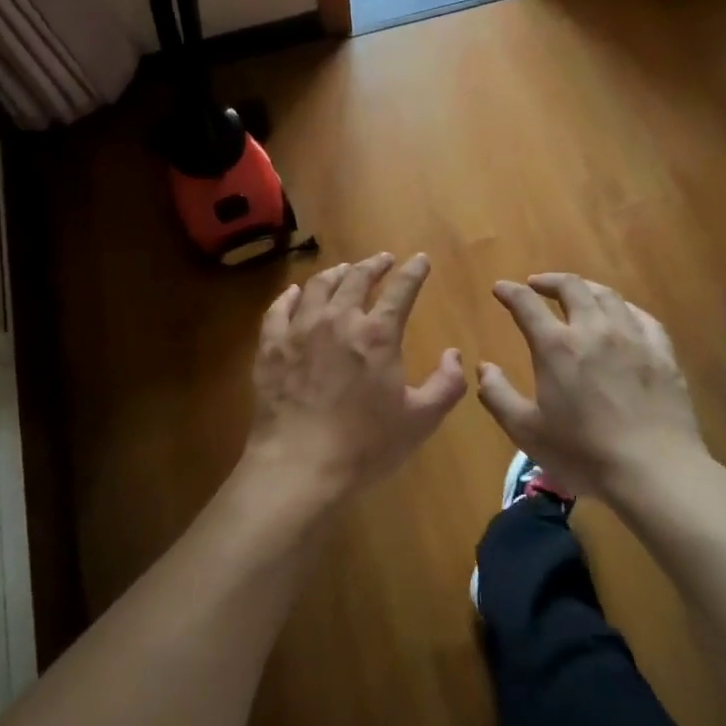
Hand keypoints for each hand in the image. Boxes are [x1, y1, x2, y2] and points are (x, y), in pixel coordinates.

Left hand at [247, 253, 465, 503]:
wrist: (299, 465)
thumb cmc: (365, 445)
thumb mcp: (420, 420)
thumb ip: (446, 384)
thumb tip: (454, 354)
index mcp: (377, 334)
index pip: (401, 290)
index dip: (413, 271)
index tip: (420, 259)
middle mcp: (338, 320)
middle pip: (357, 278)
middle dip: (374, 264)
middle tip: (383, 259)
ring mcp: (300, 329)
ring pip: (319, 286)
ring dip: (336, 273)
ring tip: (345, 270)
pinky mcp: (271, 346)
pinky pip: (280, 309)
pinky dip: (291, 296)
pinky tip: (296, 293)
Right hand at [476, 273, 705, 499]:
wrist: (655, 472)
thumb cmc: (583, 454)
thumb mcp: (526, 431)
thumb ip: (498, 396)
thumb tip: (484, 368)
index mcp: (556, 346)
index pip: (526, 304)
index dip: (510, 292)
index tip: (500, 288)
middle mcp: (593, 330)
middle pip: (571, 287)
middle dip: (549, 280)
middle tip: (537, 285)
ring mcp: (632, 338)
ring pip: (608, 296)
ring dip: (586, 288)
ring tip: (577, 294)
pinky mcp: (662, 353)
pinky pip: (643, 317)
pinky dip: (624, 308)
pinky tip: (622, 316)